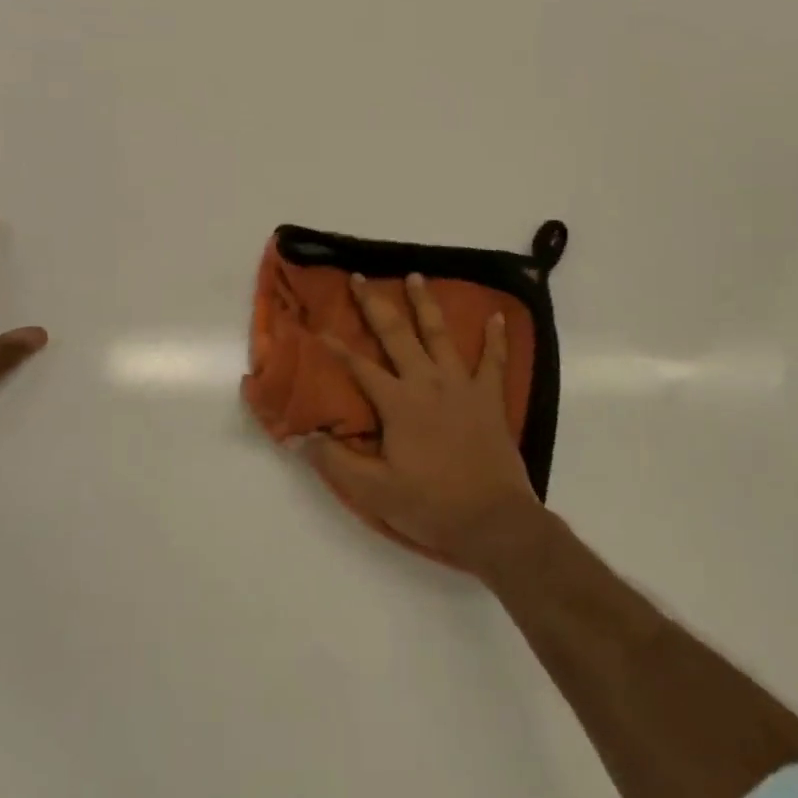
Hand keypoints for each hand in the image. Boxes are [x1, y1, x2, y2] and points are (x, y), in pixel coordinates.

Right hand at [307, 273, 547, 578]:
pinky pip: (494, 360)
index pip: (360, 367)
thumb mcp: (374, 491)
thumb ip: (336, 461)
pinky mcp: (490, 398)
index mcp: (398, 403)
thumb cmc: (431, 506)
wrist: (494, 521)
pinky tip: (497, 315)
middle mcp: (428, 383)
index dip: (337, 347)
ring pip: (440, 334)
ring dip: (425, 304)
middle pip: (397, 335)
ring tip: (415, 276)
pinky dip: (496, 338)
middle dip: (375, 304)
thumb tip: (300, 437)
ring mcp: (462, 386)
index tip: (320, 326)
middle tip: (361, 278)